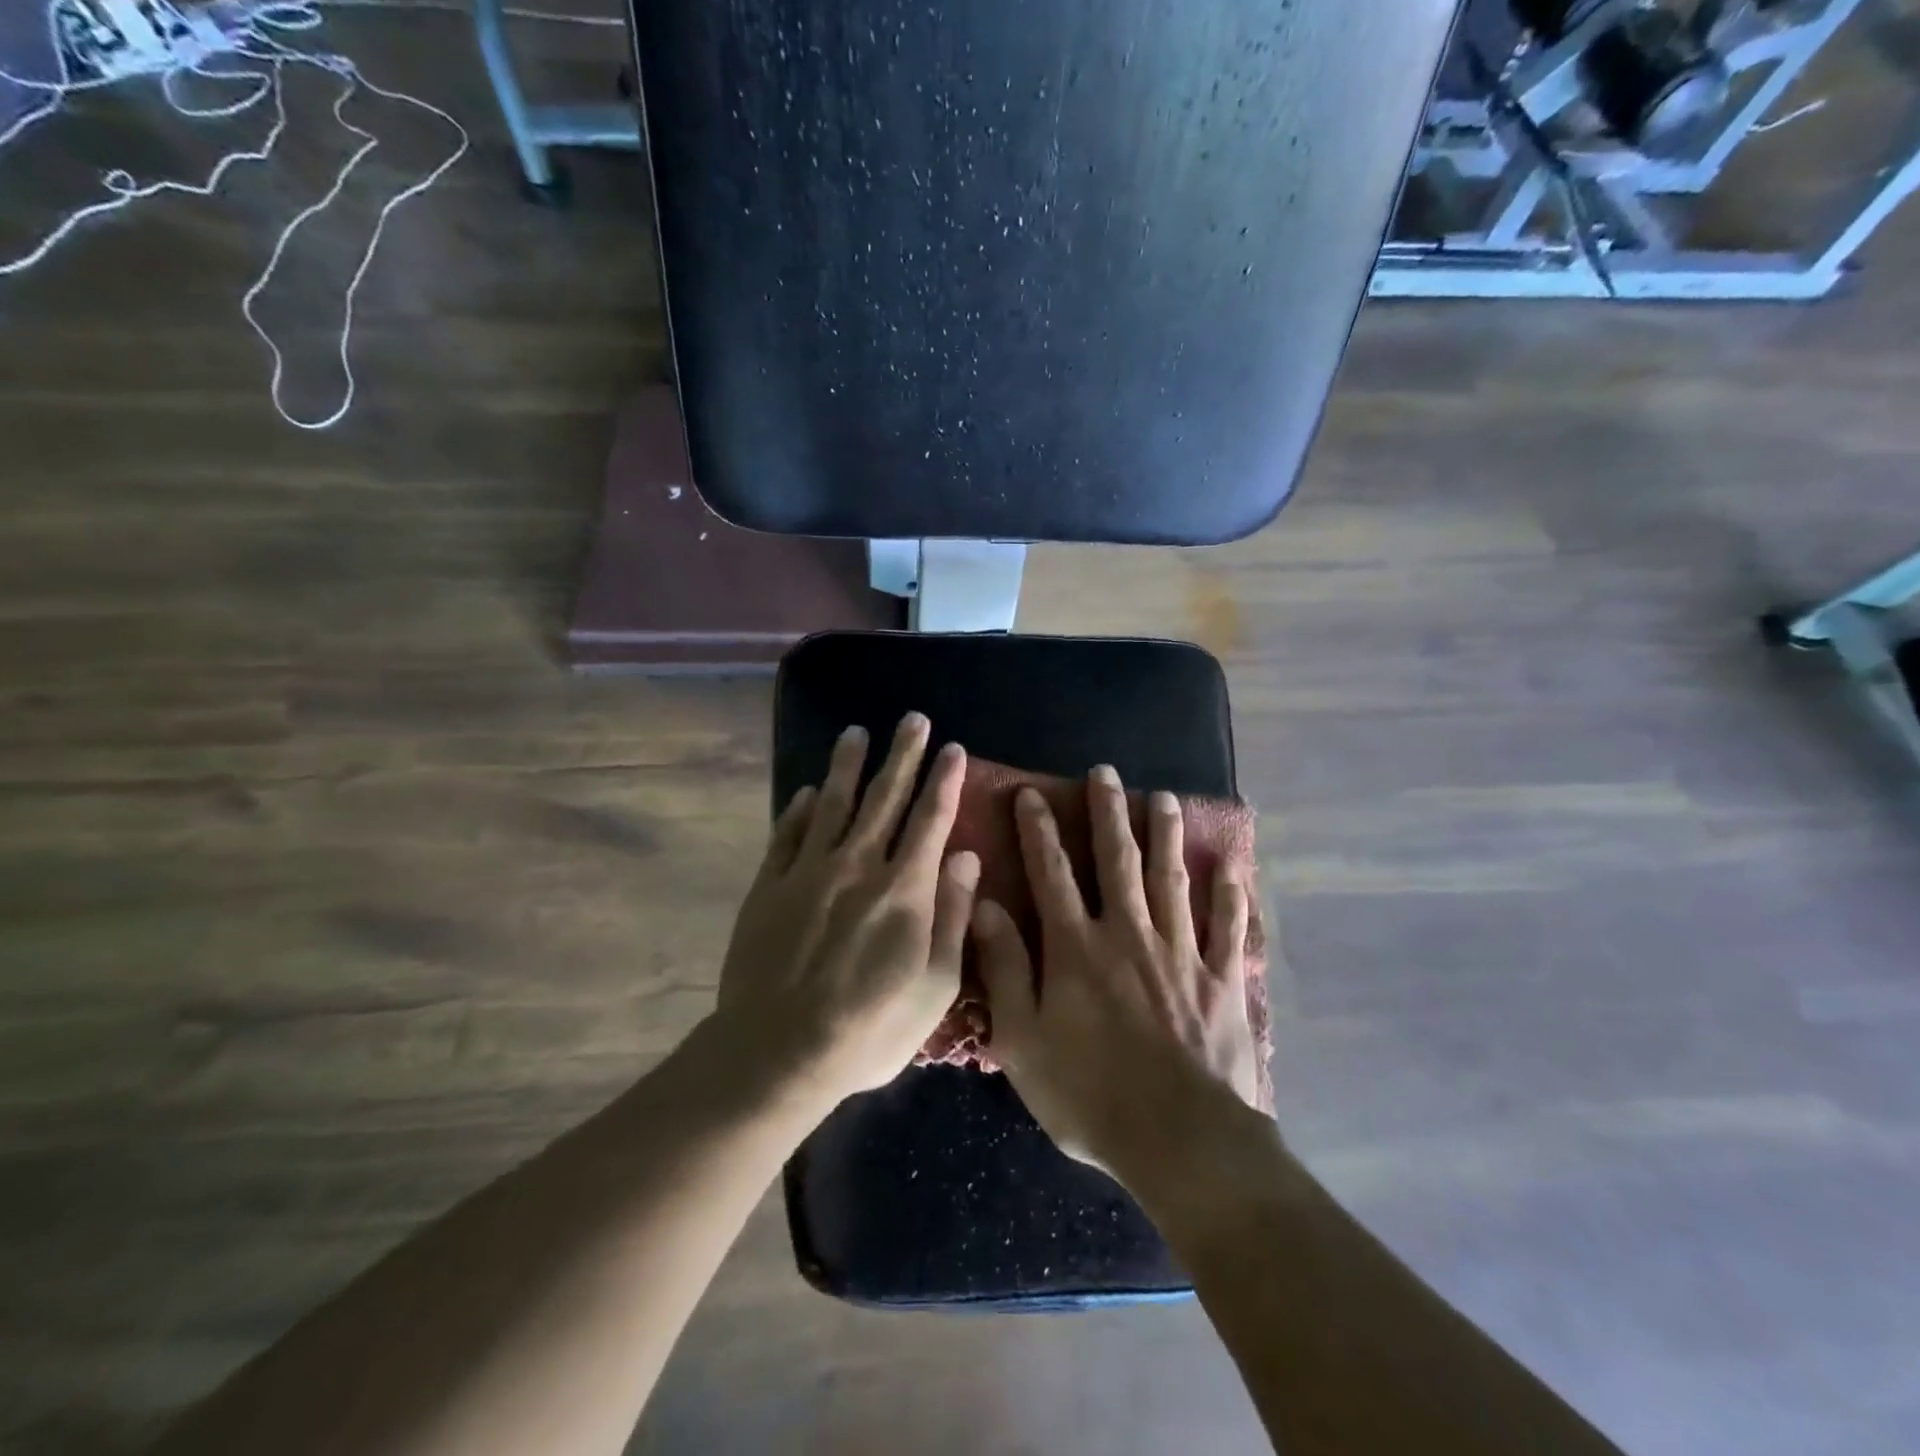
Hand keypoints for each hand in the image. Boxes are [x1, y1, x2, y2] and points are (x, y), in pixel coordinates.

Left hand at [715, 713, 978, 1103]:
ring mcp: (808, 870)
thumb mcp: (935, 985)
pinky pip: (788, 834)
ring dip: (846, 766)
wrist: (778, 1051)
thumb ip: (952, 914)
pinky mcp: (770, 885)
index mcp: (904, 888)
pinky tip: (805, 792)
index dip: (945, 781)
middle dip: (903, 754)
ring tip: (856, 733)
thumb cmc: (870, 1027)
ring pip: (832, 803)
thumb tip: (968, 856)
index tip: (953, 748)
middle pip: (884, 797)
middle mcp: (858, 864)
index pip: (931, 819)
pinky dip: (798, 809)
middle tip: (912, 718)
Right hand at [974, 765, 1263, 1179]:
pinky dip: (1229, 895)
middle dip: (1108, 813)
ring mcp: (1181, 953)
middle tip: (1106, 773)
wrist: (1179, 1141)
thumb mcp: (1022, 1038)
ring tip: (1163, 798)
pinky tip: (1231, 867)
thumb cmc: (1088, 1094)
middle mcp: (1128, 933)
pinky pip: (1227, 927)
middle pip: (1117, 860)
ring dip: (1166, 836)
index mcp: (1076, 946)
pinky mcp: (1221, 980)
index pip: (1052, 873)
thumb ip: (1004, 967)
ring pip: (1171, 880)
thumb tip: (985, 905)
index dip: (1039, 830)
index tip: (1032, 794)